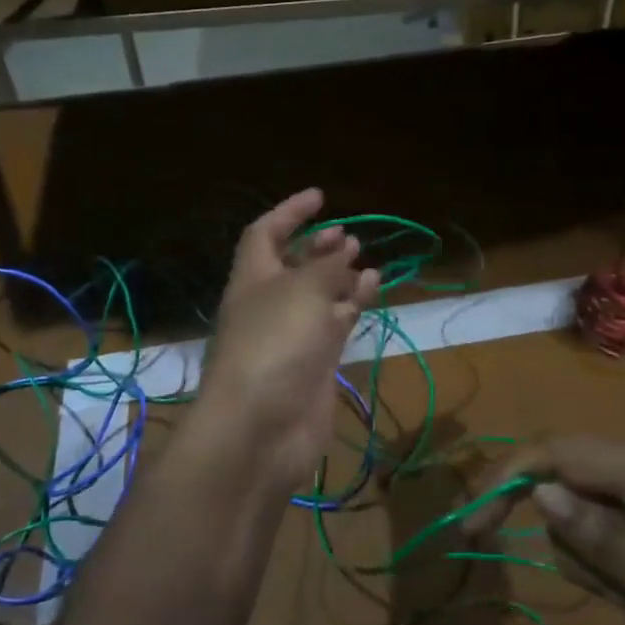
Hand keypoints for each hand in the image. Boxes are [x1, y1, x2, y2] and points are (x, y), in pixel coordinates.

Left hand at [197, 189, 380, 490]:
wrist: (263, 427)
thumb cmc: (275, 343)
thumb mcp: (303, 291)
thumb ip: (327, 266)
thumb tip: (345, 249)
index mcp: (252, 277)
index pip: (265, 233)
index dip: (290, 212)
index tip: (320, 197)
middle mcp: (269, 303)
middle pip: (291, 265)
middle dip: (316, 246)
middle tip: (346, 235)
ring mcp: (291, 335)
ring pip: (317, 295)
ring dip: (338, 275)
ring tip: (364, 258)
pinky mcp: (313, 363)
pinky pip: (334, 323)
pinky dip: (352, 303)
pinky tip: (372, 288)